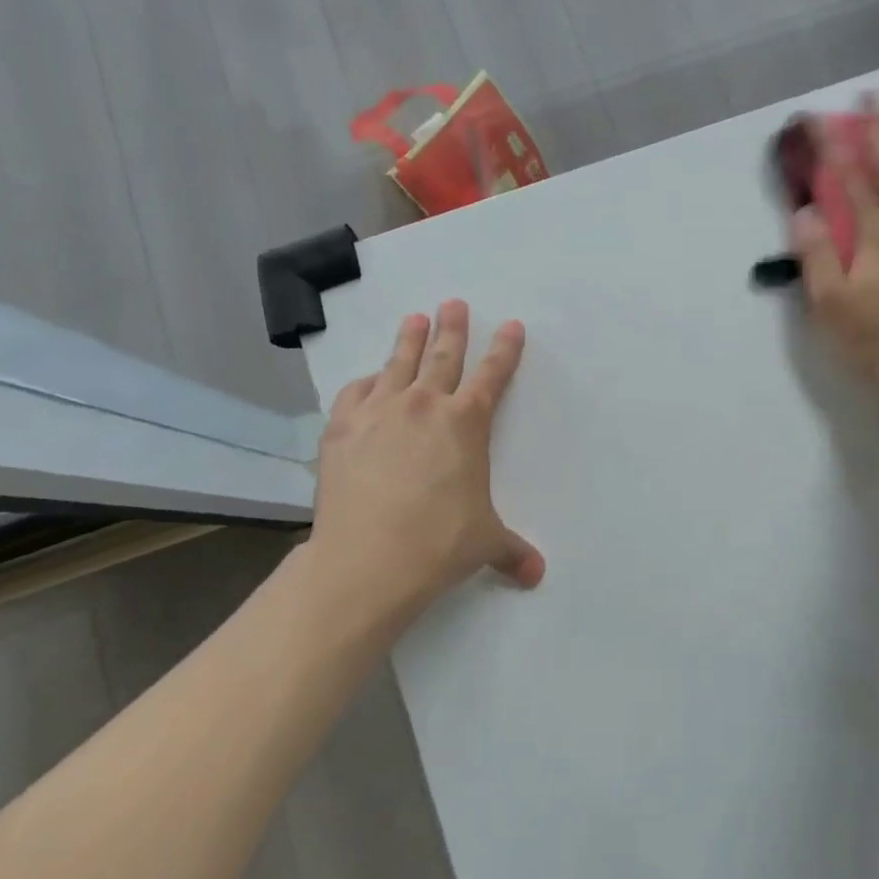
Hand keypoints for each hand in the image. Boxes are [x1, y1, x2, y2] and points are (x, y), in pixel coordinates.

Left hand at [308, 301, 543, 627]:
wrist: (368, 560)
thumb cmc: (439, 544)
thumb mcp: (486, 543)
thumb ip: (512, 551)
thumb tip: (537, 575)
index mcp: (466, 423)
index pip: (492, 375)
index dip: (505, 349)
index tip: (512, 325)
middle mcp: (424, 405)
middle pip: (442, 355)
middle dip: (453, 327)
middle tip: (453, 303)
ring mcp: (379, 412)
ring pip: (398, 363)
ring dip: (409, 339)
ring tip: (414, 318)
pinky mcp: (342, 429)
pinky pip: (356, 392)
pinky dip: (366, 382)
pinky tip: (369, 380)